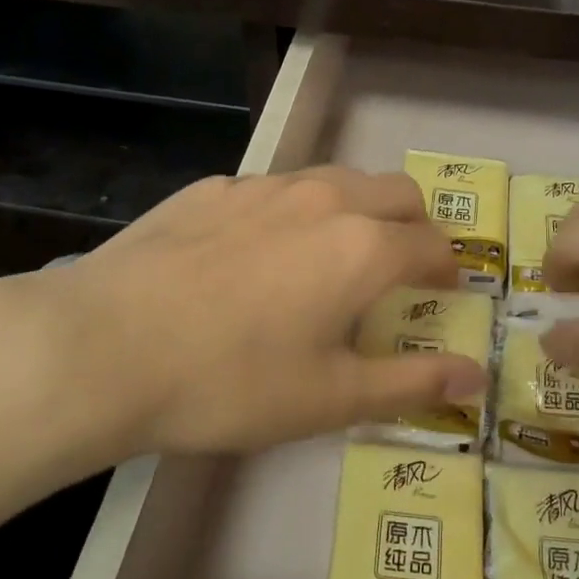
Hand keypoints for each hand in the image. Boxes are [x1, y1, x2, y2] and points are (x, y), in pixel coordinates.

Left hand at [0, 168, 485, 463]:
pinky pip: (274, 189)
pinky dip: (293, 212)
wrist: (104, 346)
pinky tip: (254, 256)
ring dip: (355, 211)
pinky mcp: (212, 188)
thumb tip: (475, 376)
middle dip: (413, 226)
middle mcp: (323, 199)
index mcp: (362, 247)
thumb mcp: (329, 398)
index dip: (447, 270)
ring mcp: (263, 186)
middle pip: (396, 192)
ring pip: (336, 180)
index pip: (433, 244)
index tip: (442, 293)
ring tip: (330, 258)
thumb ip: (411, 383)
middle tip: (397, 271)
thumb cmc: (230, 382)